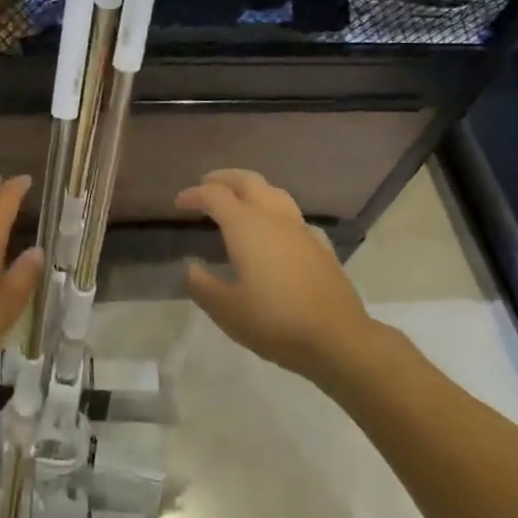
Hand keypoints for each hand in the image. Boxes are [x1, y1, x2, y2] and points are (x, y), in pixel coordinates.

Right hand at [179, 169, 382, 384]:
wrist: (338, 339)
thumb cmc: (275, 321)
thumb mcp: (226, 309)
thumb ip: (202, 284)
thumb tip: (191, 266)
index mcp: (245, 225)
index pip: (214, 195)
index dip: (194, 194)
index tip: (179, 203)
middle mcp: (273, 217)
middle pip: (247, 180)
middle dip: (224, 178)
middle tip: (207, 184)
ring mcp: (301, 229)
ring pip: (274, 192)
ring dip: (252, 188)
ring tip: (240, 199)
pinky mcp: (321, 246)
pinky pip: (295, 217)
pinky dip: (278, 214)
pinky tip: (278, 231)